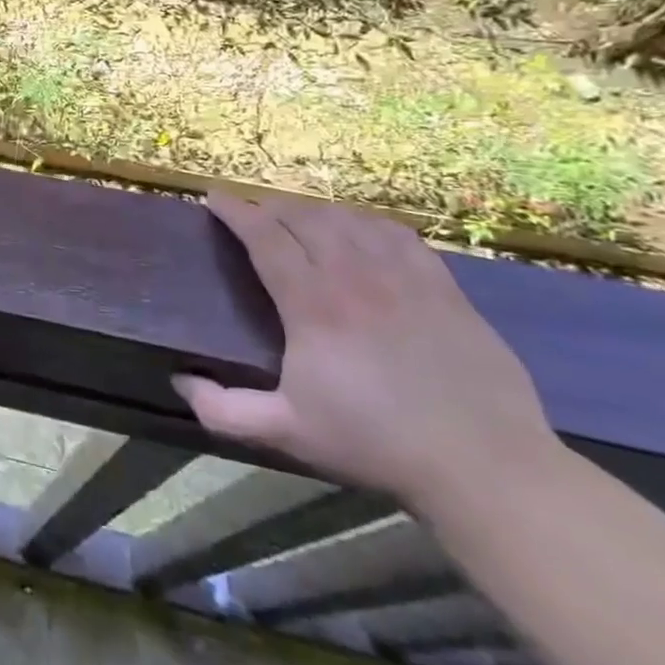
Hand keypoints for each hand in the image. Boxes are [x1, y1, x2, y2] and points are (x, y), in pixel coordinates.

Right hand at [174, 193, 562, 515]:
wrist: (484, 466)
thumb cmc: (375, 443)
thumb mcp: (287, 432)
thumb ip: (223, 410)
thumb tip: (179, 380)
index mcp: (313, 304)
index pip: (265, 237)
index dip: (236, 212)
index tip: (214, 198)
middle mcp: (355, 277)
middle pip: (305, 218)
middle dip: (271, 206)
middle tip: (253, 212)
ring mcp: (405, 278)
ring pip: (350, 220)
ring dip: (316, 211)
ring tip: (300, 218)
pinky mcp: (445, 289)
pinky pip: (399, 235)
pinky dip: (368, 223)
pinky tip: (361, 230)